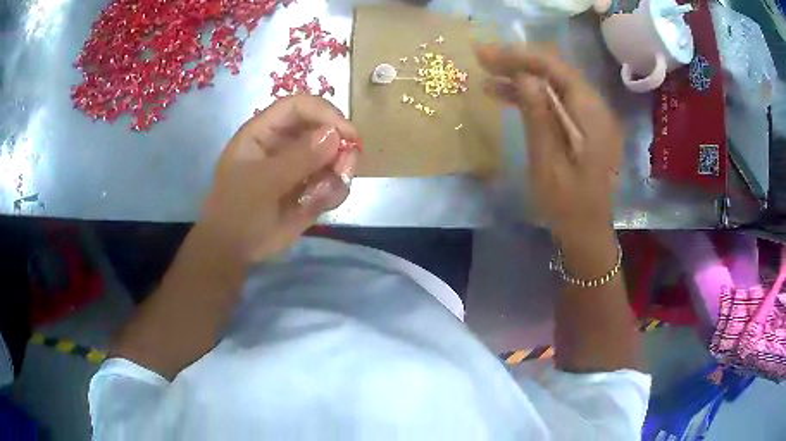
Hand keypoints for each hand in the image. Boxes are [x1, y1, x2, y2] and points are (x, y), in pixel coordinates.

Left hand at [199, 95, 360, 263]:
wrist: (234, 250)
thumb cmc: (237, 210)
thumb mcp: (262, 182)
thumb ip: (298, 158)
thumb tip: (335, 134)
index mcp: (264, 132)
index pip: (299, 106)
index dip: (324, 113)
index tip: (347, 133)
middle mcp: (285, 143)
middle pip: (323, 128)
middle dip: (339, 145)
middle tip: (346, 166)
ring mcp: (300, 166)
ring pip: (334, 156)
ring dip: (340, 170)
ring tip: (328, 191)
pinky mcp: (310, 188)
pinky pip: (334, 182)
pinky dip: (334, 192)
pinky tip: (321, 204)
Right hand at [475, 43, 622, 238]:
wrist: (587, 233)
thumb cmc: (567, 205)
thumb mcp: (548, 162)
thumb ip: (539, 116)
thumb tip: (524, 75)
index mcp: (591, 115)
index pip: (556, 68)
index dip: (521, 56)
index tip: (487, 53)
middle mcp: (596, 108)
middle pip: (557, 71)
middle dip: (519, 62)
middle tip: (482, 59)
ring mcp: (592, 117)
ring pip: (555, 84)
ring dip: (523, 78)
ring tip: (487, 77)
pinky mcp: (584, 127)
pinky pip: (557, 101)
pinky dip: (533, 96)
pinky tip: (507, 95)